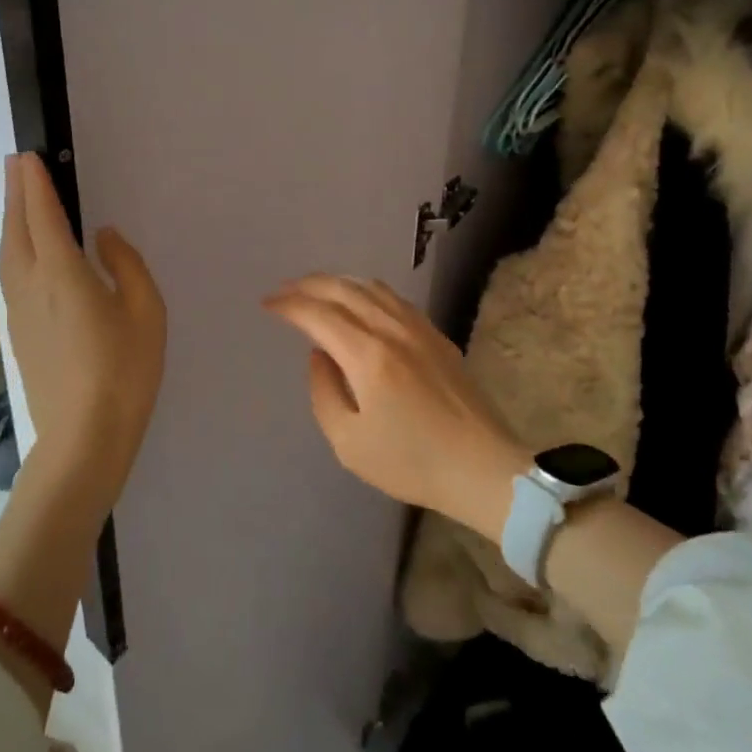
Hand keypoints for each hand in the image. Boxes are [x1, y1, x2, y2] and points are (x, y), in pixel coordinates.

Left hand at [0, 153, 166, 499]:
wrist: (83, 435)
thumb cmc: (125, 370)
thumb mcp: (146, 311)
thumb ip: (126, 264)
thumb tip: (104, 237)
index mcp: (63, 273)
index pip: (43, 215)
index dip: (35, 184)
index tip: (29, 157)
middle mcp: (31, 283)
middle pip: (16, 227)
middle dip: (15, 191)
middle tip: (17, 163)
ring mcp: (18, 308)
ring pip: (8, 250)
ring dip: (10, 217)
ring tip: (15, 196)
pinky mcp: (17, 329)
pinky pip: (10, 271)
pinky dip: (12, 245)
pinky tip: (20, 248)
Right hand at [263, 275, 529, 541]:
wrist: (483, 469)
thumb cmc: (412, 463)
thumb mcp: (349, 443)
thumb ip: (324, 392)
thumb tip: (319, 355)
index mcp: (369, 356)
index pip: (319, 314)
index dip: (289, 305)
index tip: (267, 303)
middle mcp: (393, 330)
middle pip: (344, 290)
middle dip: (309, 285)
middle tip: (284, 289)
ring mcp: (419, 328)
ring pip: (371, 287)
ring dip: (338, 282)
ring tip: (316, 289)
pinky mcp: (437, 336)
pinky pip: (393, 298)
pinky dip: (366, 290)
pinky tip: (359, 300)